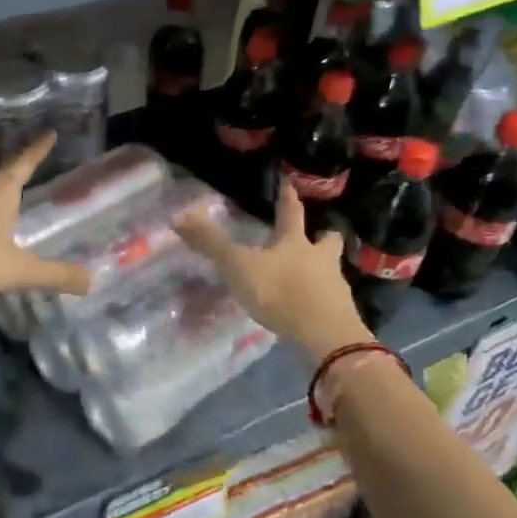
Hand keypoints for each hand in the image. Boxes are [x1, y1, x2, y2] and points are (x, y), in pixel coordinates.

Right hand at [177, 182, 371, 358]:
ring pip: (332, 270)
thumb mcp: (239, 266)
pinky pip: (331, 300)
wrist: (325, 335)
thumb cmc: (281, 292)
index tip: (290, 182)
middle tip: (322, 233)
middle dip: (324, 235)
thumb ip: (211, 243)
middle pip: (328, 240)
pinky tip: (310, 308)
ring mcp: (334, 286)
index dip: (288, 196)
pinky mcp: (339, 314)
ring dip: (324, 269)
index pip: (292, 212)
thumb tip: (178, 216)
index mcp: (296, 242)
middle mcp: (320, 258)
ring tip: (313, 275)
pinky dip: (321, 300)